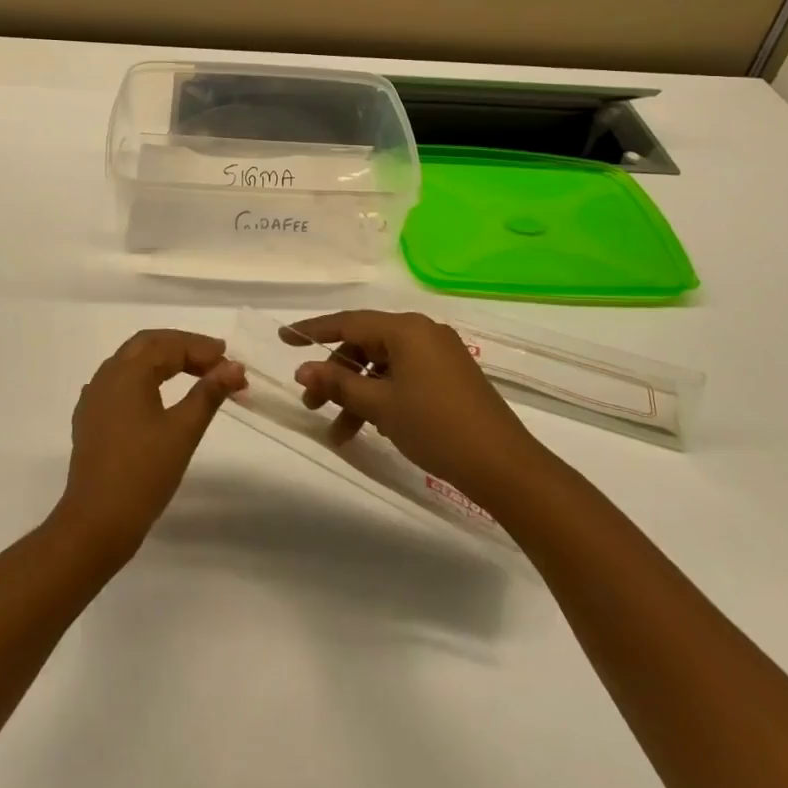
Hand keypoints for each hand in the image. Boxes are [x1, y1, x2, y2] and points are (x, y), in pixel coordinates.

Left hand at [55, 330, 246, 557]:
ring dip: (163, 360)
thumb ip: (209, 393)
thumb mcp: (183, 431)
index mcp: (128, 372)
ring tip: (193, 373)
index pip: (170, 346)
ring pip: (131, 362)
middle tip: (215, 359)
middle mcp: (107, 376)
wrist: (95, 524)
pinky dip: (144, 379)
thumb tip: (234, 367)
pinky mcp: (90, 420)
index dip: (203, 350)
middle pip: (147, 345)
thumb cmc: (143, 474)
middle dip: (182, 347)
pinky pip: (119, 383)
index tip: (231, 364)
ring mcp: (94, 398)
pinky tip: (155, 395)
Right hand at [283, 310, 547, 505]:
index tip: (284, 337)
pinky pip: (403, 376)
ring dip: (357, 393)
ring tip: (338, 432)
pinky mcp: (449, 376)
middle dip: (335, 374)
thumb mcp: (381, 406)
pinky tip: (371, 426)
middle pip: (365, 344)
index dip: (312, 330)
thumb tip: (303, 369)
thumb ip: (340, 385)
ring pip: (383, 365)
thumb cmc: (436, 427)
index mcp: (405, 329)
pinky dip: (382, 397)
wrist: (503, 465)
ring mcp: (438, 353)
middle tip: (311, 404)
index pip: (348, 322)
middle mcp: (421, 332)